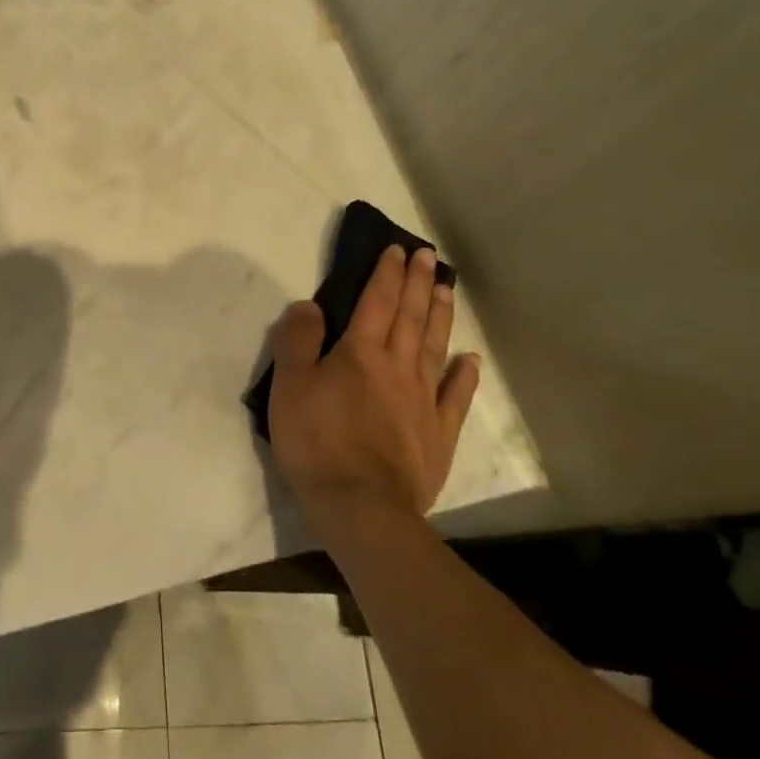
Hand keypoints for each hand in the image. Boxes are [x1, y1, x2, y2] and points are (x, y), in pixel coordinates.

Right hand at [268, 245, 480, 529]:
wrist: (361, 508)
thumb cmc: (317, 442)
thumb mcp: (289, 386)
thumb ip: (298, 340)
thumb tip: (311, 305)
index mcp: (360, 352)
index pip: (376, 301)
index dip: (386, 273)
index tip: (396, 250)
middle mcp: (397, 367)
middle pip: (410, 317)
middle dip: (417, 283)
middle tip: (427, 256)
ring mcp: (423, 401)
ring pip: (434, 347)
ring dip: (439, 315)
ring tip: (445, 289)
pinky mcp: (438, 434)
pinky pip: (455, 397)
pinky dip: (464, 375)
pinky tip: (470, 359)